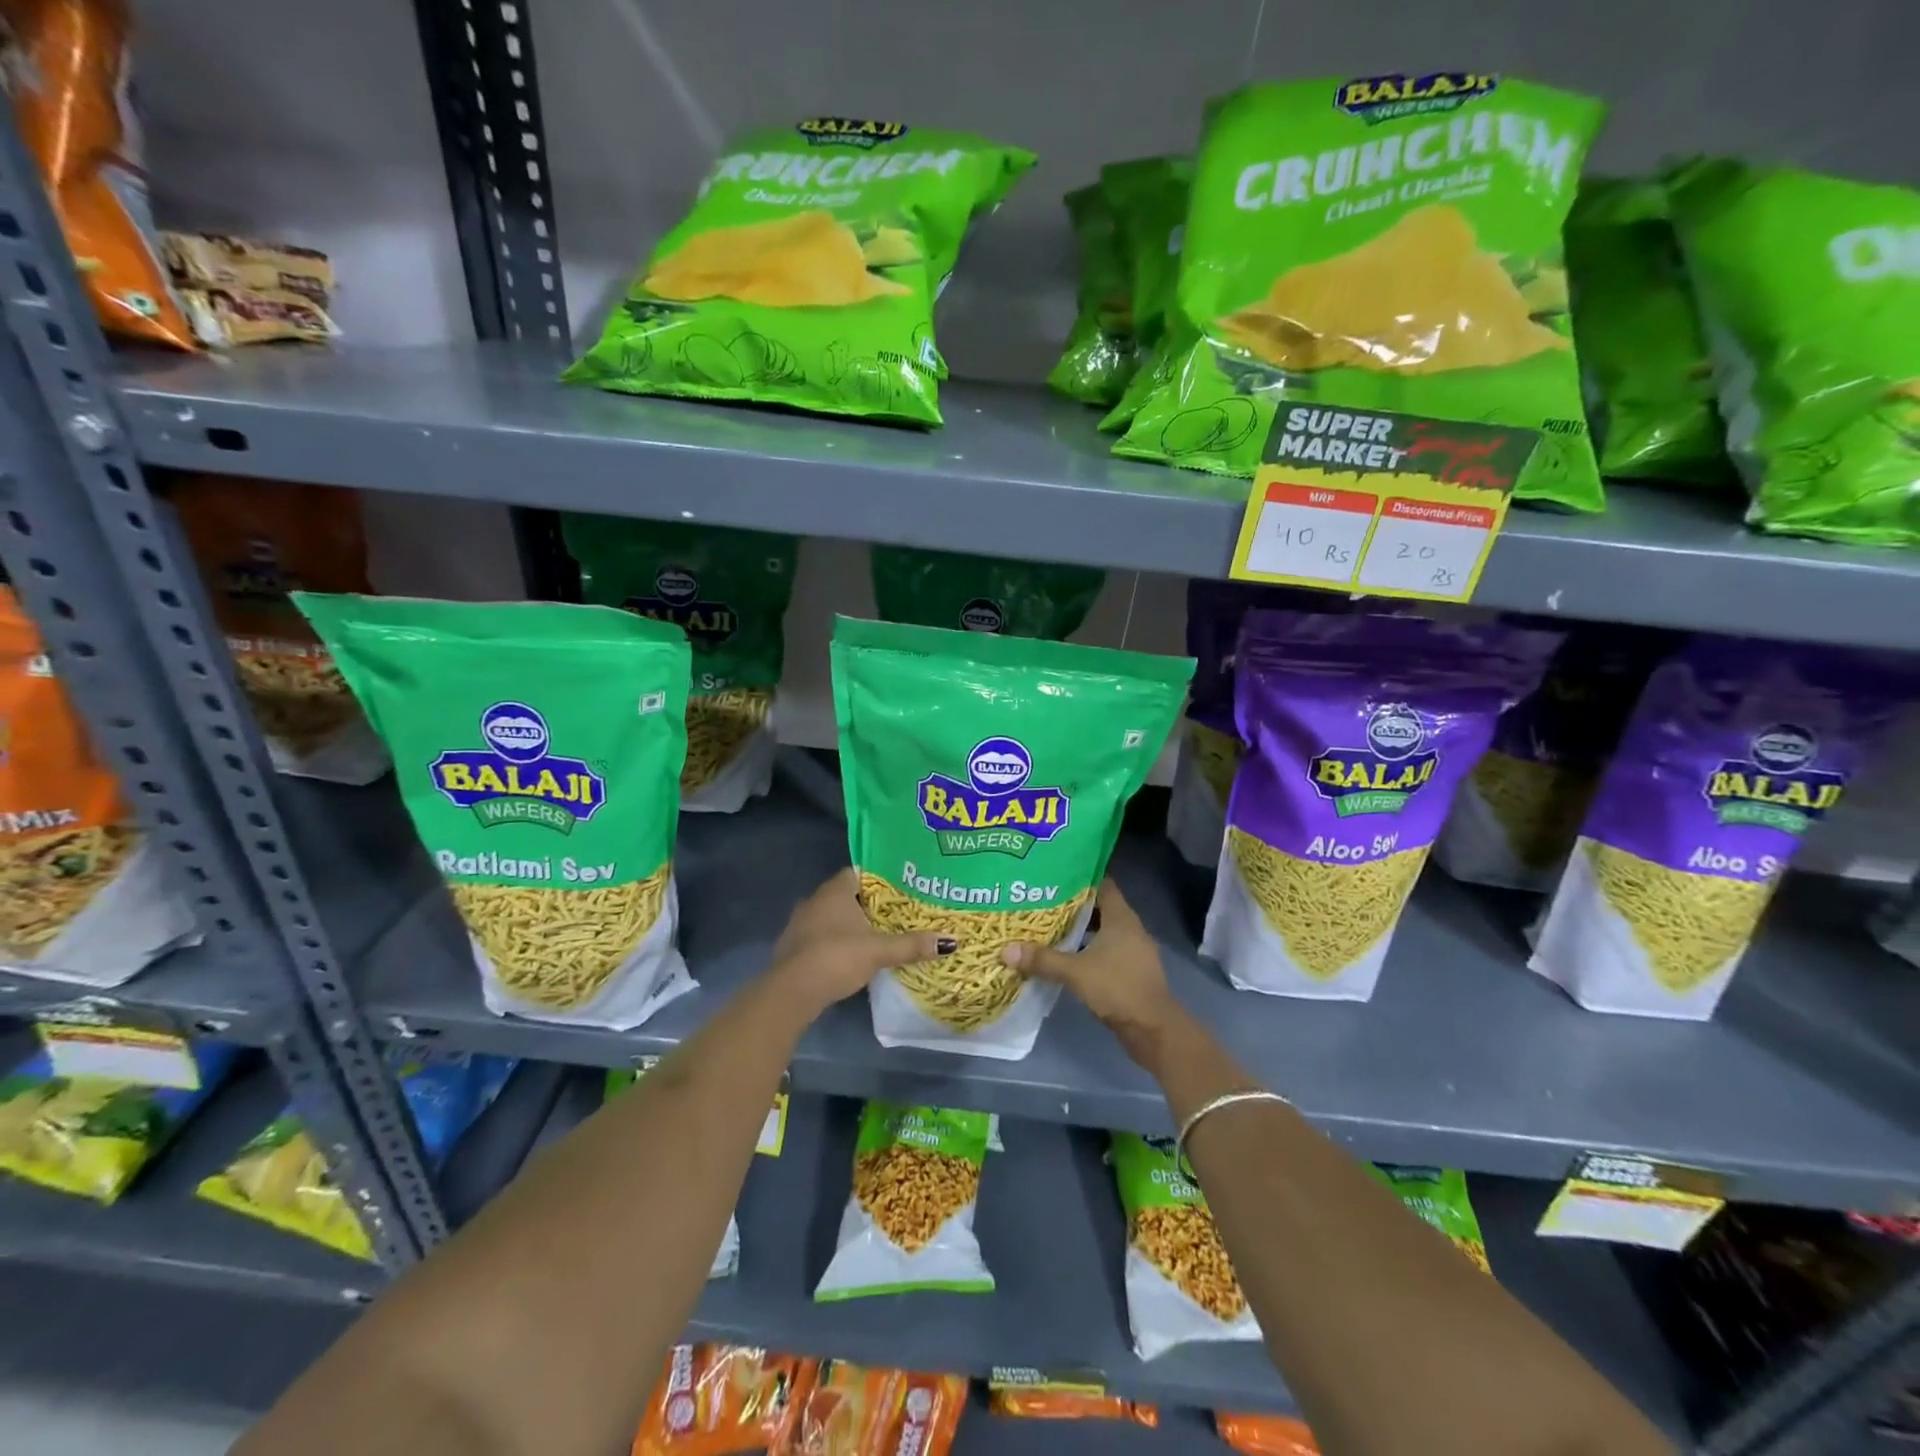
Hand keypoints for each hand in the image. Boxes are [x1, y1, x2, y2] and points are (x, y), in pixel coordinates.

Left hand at [767, 867, 953, 1018]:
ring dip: (852, 924)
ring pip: (833, 916)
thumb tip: (952, 941)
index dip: (881, 879)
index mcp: (835, 890)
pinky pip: (823, 935)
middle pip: (848, 895)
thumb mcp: (879, 951)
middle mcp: (815, 900)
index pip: (860, 873)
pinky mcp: (795, 946)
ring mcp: (801, 923)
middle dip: (870, 904)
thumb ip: (912, 945)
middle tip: (898, 912)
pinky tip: (854, 954)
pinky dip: (838, 940)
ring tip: (880, 933)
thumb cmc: (836, 958)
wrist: (791, 992)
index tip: (902, 888)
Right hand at [1001, 878, 1184, 1064]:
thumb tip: (1005, 950)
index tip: (1055, 876)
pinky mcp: (1132, 971)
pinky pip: (1107, 951)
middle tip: (1044, 902)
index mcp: (1121, 918)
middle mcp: (1130, 928)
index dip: (1081, 878)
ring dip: (1081, 930)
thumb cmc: (1117, 988)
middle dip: (1074, 905)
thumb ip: (1042, 959)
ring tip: (1050, 927)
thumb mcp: (1075, 972)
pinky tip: (1067, 957)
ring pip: (1103, 931)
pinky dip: (1088, 950)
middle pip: (1100, 908)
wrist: (1153, 1029)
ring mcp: (1133, 951)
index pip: (1102, 885)